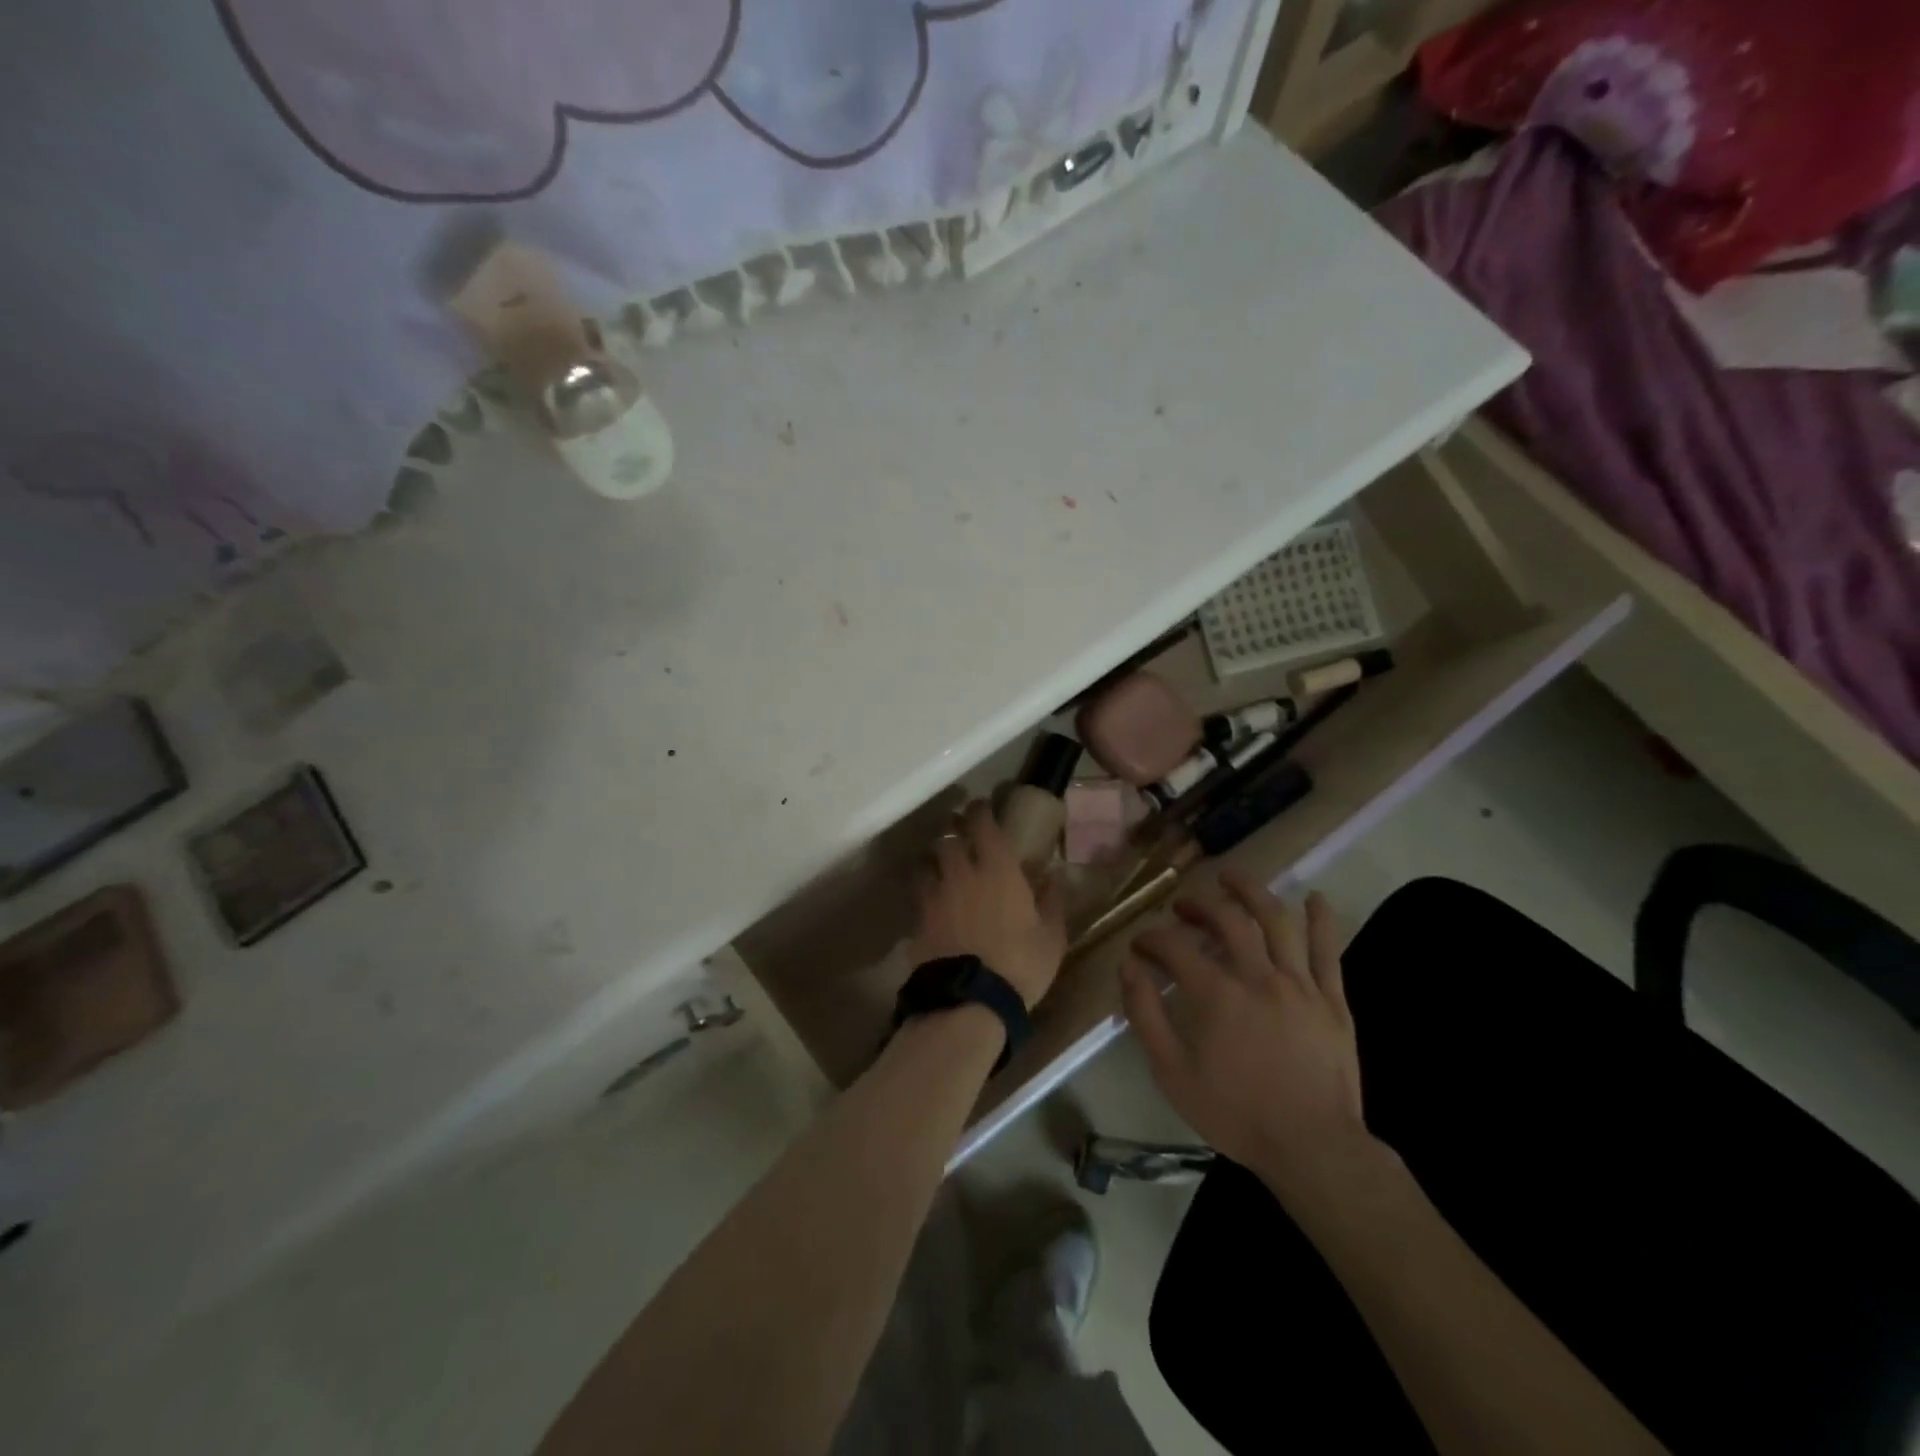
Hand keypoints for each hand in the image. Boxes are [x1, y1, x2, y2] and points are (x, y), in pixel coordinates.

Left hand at [908, 800, 1067, 1009]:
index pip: (983, 824)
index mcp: (998, 869)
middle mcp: (962, 873)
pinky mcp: (918, 920)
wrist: (970, 1001)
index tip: (981, 807)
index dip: (980, 811)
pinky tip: (930, 899)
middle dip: (952, 830)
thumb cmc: (1020, 965)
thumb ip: (1052, 902)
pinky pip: (917, 893)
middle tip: (958, 832)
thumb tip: (1053, 876)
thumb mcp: (1052, 936)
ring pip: (926, 862)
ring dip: (934, 859)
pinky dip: (923, 889)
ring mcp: (935, 895)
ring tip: (940, 864)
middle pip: (947, 838)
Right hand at [1120, 871, 1367, 1203]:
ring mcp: (1300, 984)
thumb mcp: (1172, 1072)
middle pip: (1227, 920)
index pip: (1175, 947)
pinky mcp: (1332, 1000)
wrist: (1313, 1148)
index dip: (1152, 939)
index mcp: (1216, 994)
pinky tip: (1313, 898)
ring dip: (1252, 892)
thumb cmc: (1236, 1113)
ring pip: (1276, 921)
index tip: (1140, 945)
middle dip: (1198, 905)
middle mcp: (1257, 976)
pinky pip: (1328, 950)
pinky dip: (1321, 920)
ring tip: (1232, 877)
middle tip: (1182, 906)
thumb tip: (1128, 967)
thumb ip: (1145, 1014)